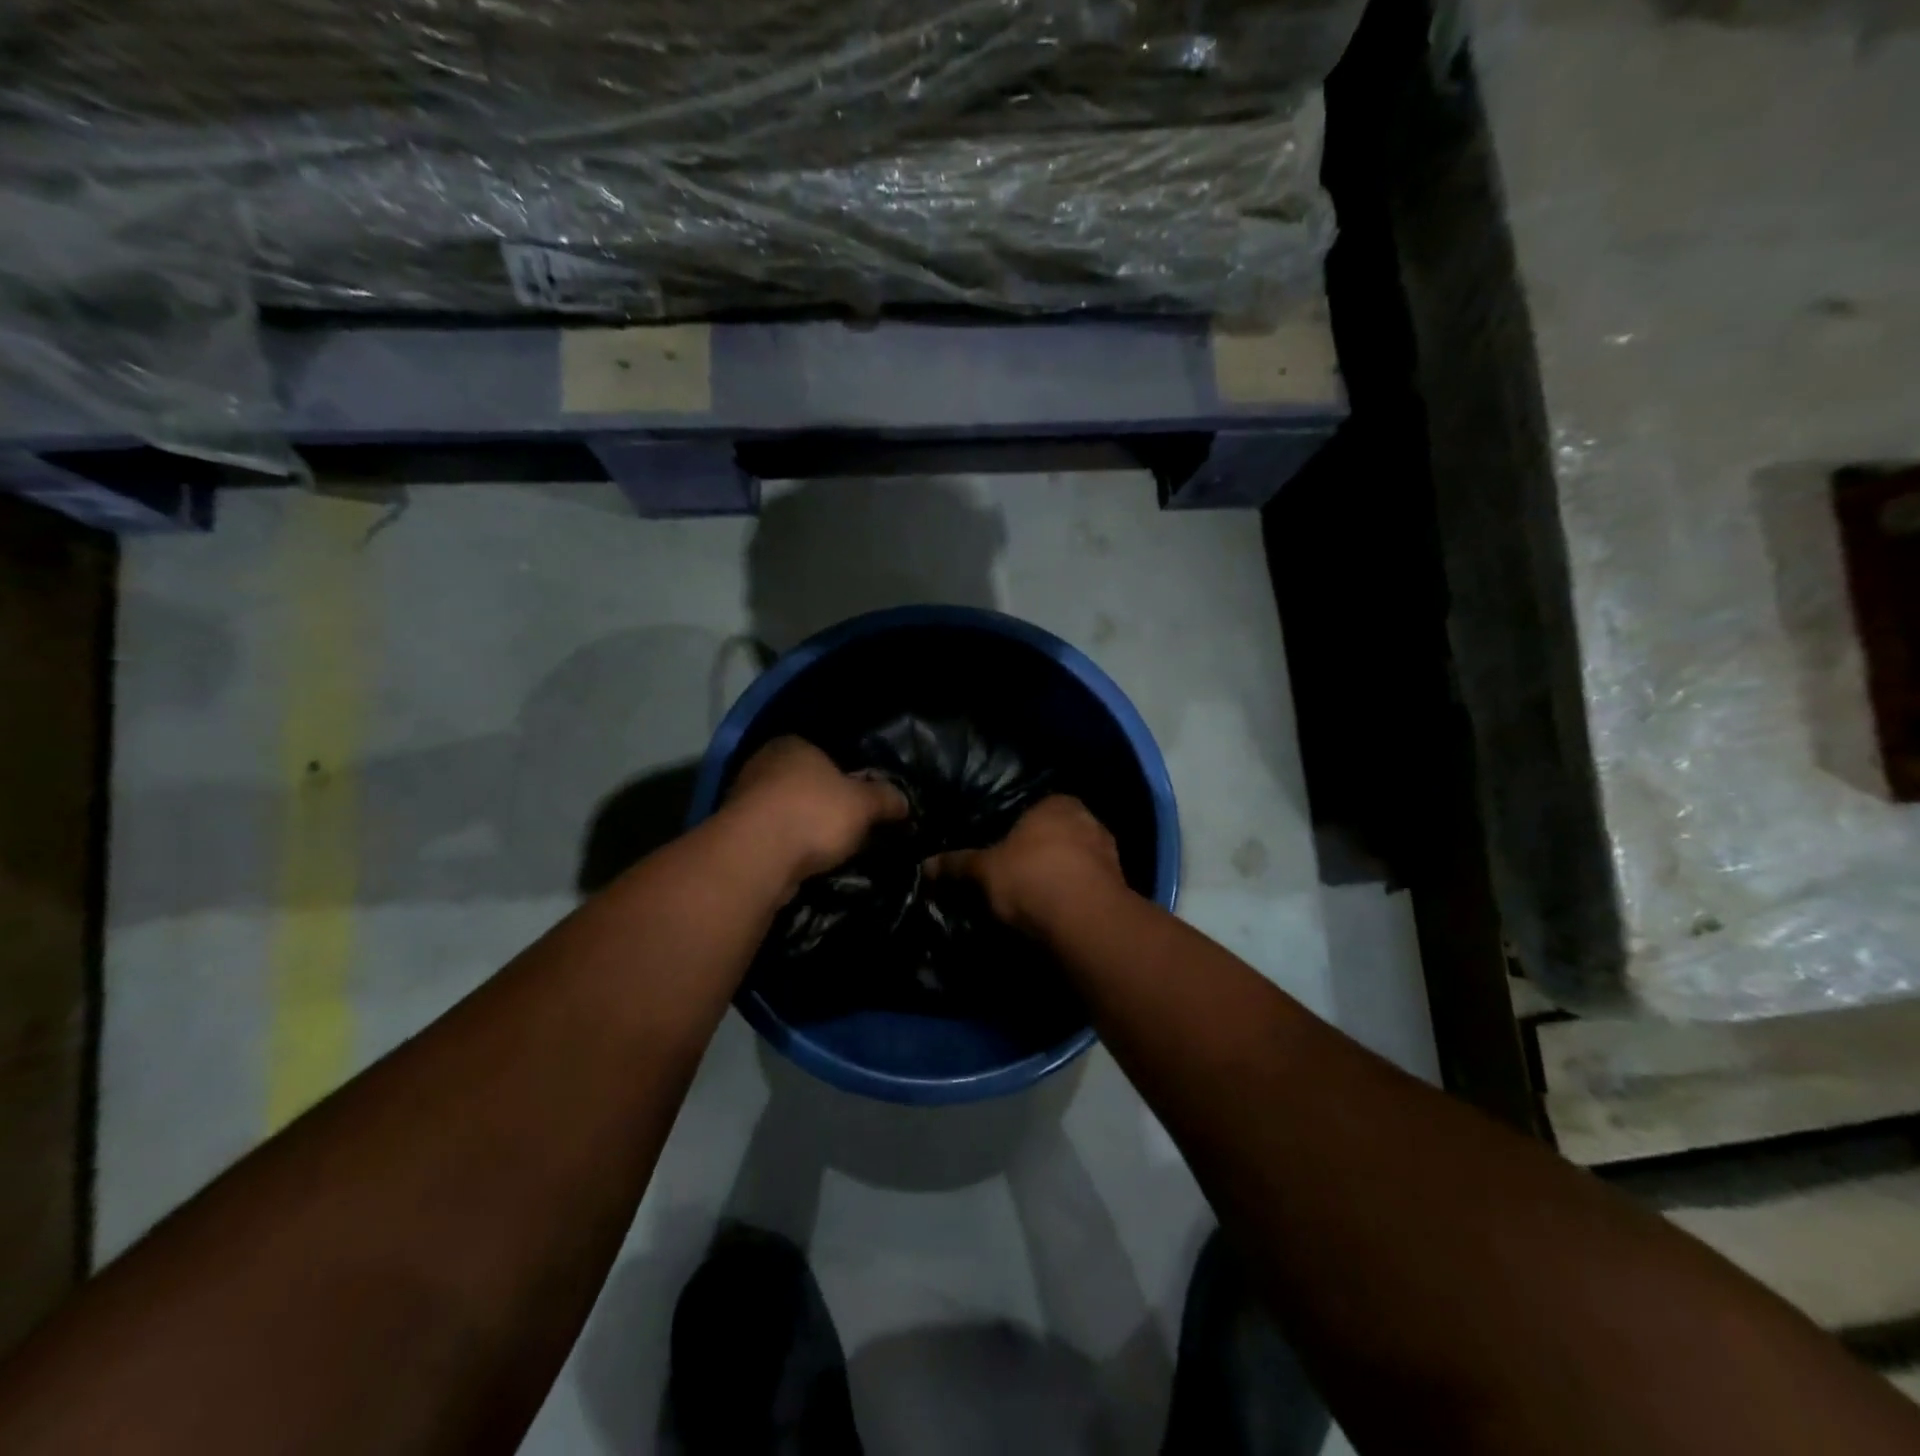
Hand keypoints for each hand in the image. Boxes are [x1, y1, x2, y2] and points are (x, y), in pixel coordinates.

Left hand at [722, 737, 907, 889]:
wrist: (756, 857)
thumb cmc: (813, 814)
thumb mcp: (864, 804)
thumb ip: (886, 798)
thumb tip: (903, 801)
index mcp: (794, 744)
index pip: (828, 755)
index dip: (850, 779)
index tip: (864, 804)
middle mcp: (763, 763)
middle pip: (806, 784)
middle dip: (827, 805)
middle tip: (853, 829)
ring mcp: (743, 799)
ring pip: (788, 812)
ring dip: (806, 829)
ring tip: (832, 852)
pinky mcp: (734, 834)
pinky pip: (773, 837)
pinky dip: (789, 848)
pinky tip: (805, 864)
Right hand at [926, 795, 1126, 935]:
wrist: (1085, 921)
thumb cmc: (1031, 877)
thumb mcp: (985, 870)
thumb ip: (958, 864)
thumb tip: (925, 864)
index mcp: (1058, 803)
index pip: (1033, 807)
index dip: (1016, 829)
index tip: (1001, 850)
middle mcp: (1089, 819)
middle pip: (1056, 833)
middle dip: (1040, 851)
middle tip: (1015, 874)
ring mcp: (1109, 853)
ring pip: (1076, 860)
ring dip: (1061, 875)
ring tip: (1036, 898)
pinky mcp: (1120, 887)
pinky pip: (1089, 886)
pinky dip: (1075, 896)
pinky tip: (1058, 913)